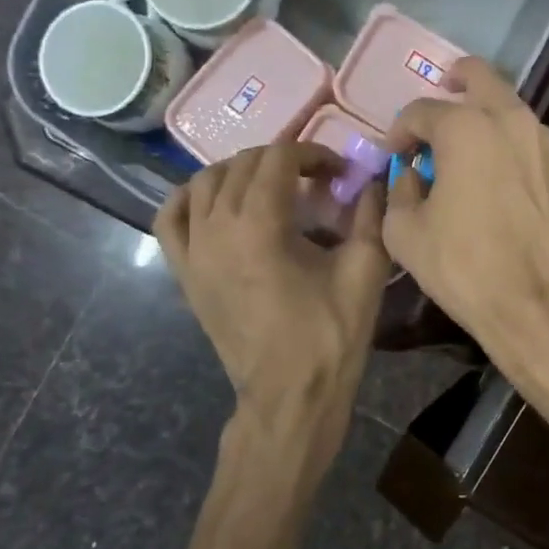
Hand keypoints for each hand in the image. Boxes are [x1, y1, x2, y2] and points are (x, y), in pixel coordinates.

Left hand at [156, 144, 388, 462]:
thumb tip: (377, 179)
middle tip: (315, 180)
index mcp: (260, 225)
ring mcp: (193, 251)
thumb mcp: (365, 271)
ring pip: (205, 183)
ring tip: (271, 188)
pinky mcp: (184, 273)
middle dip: (282, 161)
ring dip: (240, 172)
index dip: (312, 154)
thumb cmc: (331, 334)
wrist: (290, 393)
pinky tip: (213, 200)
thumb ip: (371, 215)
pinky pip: (170, 218)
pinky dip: (190, 197)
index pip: (278, 159)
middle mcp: (216, 228)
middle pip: (242, 165)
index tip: (338, 171)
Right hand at [382, 58, 548, 378]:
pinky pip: (533, 144)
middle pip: (480, 78)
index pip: (421, 111)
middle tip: (441, 95)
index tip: (395, 155)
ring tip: (470, 150)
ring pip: (512, 111)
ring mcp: (548, 143)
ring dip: (486, 118)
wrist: (539, 303)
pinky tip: (503, 180)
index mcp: (466, 128)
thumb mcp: (405, 232)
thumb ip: (399, 190)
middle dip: (454, 81)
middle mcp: (512, 120)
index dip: (400, 131)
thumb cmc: (464, 267)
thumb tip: (411, 174)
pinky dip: (512, 148)